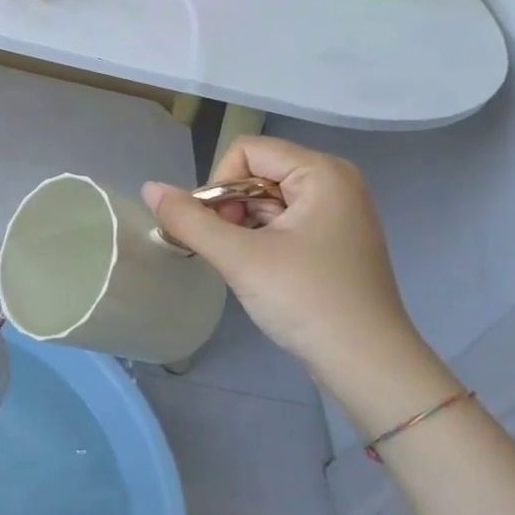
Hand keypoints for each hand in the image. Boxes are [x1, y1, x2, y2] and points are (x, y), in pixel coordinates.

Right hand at [144, 137, 458, 431]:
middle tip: (229, 251)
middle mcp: (334, 183)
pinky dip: (261, 240)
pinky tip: (259, 271)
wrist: (366, 363)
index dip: (220, 185)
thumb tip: (148, 188)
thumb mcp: (240, 258)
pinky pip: (283, 222)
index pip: (246, 152)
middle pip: (256, 173)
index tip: (218, 230)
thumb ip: (189, 220)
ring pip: (266, 200)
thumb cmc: (306, 300)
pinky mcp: (333, 241)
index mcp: (322, 173)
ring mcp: (337, 213)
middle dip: (230, 208)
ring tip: (243, 265)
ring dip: (242, 227)